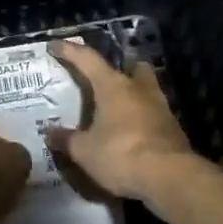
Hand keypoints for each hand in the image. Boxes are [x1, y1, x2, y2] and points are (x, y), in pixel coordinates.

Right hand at [43, 41, 194, 207]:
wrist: (169, 177)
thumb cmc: (121, 154)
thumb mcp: (85, 151)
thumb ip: (67, 139)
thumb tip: (49, 132)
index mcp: (113, 86)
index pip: (88, 59)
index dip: (69, 50)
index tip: (54, 45)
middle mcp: (139, 88)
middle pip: (132, 66)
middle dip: (120, 68)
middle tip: (105, 78)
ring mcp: (161, 107)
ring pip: (147, 89)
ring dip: (134, 94)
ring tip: (117, 109)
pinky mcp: (173, 128)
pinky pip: (154, 113)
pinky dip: (142, 118)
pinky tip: (132, 132)